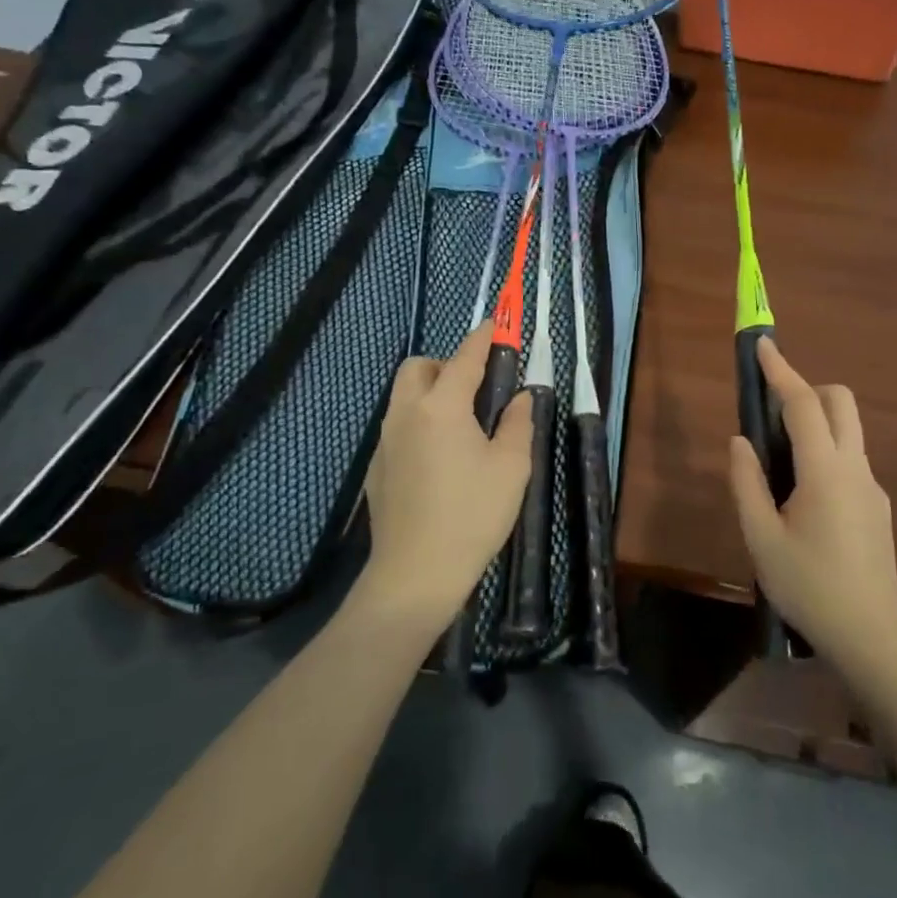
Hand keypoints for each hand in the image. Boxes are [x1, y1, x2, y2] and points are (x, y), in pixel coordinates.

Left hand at [362, 322, 533, 631]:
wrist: (415, 574)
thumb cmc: (472, 514)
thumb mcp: (512, 467)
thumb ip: (518, 422)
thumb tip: (520, 397)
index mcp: (441, 407)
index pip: (464, 358)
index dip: (482, 338)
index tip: (495, 323)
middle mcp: (406, 414)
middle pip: (417, 368)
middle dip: (445, 364)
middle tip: (475, 388)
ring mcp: (385, 441)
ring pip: (403, 397)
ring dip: (429, 392)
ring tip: (460, 424)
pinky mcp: (376, 468)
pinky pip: (397, 427)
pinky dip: (418, 422)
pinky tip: (439, 458)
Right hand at [729, 338, 896, 662]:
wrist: (871, 636)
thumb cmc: (809, 586)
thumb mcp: (761, 537)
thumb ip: (747, 482)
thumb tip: (740, 441)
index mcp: (824, 470)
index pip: (802, 403)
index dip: (780, 371)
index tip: (763, 346)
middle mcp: (855, 466)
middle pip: (840, 402)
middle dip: (807, 391)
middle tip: (772, 416)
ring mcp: (872, 486)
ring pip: (849, 430)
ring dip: (817, 423)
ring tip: (780, 466)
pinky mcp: (878, 505)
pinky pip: (850, 460)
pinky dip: (826, 454)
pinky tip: (804, 502)